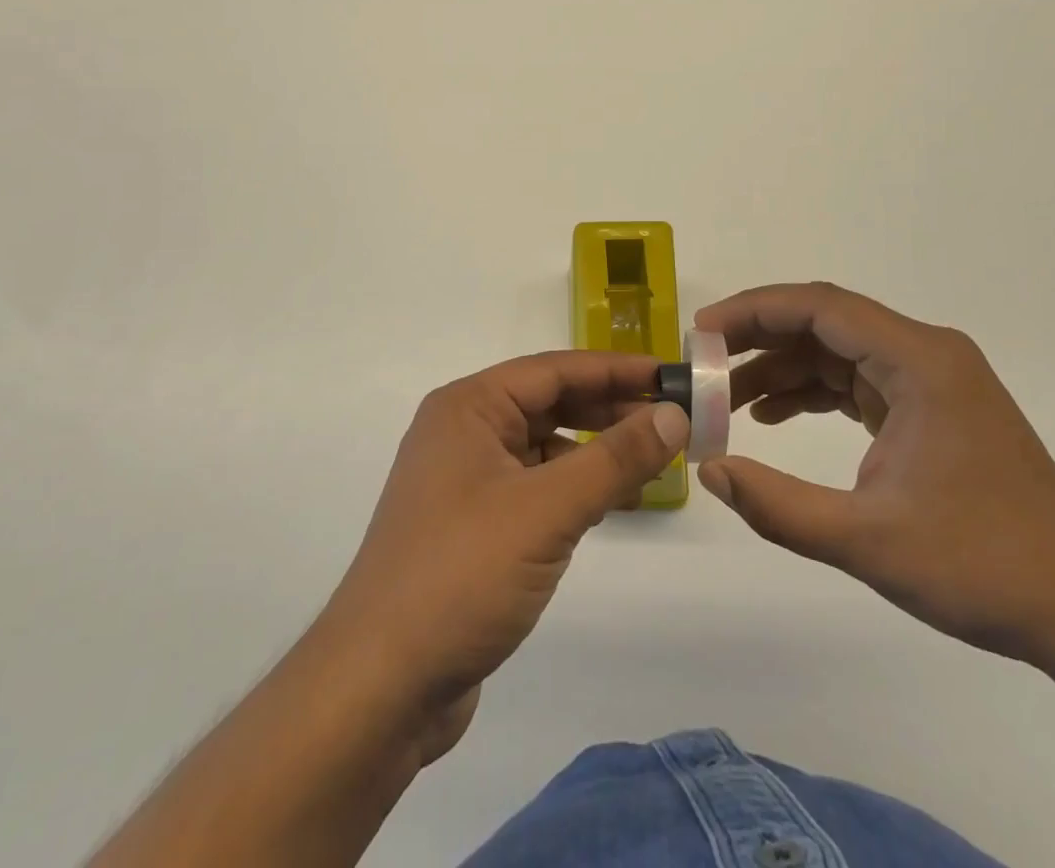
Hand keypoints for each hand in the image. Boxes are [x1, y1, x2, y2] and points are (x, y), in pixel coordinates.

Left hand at [313, 351, 688, 759]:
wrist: (381, 685)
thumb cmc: (462, 574)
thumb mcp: (547, 510)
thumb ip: (614, 458)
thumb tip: (673, 414)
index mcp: (469, 408)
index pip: (554, 369)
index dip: (616, 370)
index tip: (670, 376)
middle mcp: (464, 432)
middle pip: (549, 403)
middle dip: (609, 408)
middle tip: (673, 419)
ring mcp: (465, 481)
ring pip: (544, 447)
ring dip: (595, 449)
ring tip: (653, 459)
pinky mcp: (473, 526)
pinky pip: (535, 486)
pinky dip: (574, 487)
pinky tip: (611, 500)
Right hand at [694, 282, 1054, 663]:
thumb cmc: (982, 567)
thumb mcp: (867, 541)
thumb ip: (778, 506)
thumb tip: (709, 470)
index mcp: (920, 361)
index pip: (821, 307)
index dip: (755, 311)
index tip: (703, 331)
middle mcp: (927, 354)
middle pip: (826, 322)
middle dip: (760, 337)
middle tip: (704, 362)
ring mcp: (931, 380)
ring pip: (838, 350)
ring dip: (782, 368)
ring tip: (727, 399)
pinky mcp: (931, 407)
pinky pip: (857, 380)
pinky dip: (812, 391)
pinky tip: (773, 415)